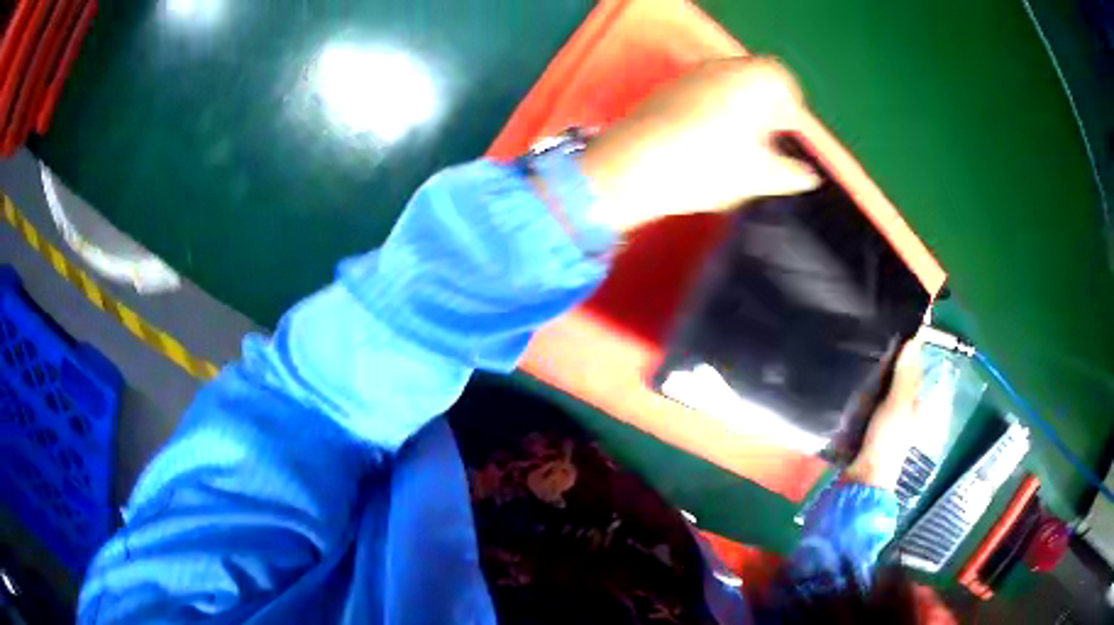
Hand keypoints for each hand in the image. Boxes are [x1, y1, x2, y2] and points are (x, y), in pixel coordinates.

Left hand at [579, 57, 821, 231]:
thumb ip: (790, 174)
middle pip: (753, 78)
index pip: (782, 79)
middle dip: (765, 105)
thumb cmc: (707, 167)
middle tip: (766, 137)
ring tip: (737, 144)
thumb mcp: (758, 176)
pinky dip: (712, 109)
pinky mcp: (666, 89)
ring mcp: (691, 75)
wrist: (635, 165)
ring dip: (739, 107)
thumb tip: (808, 177)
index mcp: (752, 80)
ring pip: (726, 84)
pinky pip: (701, 92)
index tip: (788, 128)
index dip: (790, 104)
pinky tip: (705, 141)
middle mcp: (722, 68)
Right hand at [845, 333, 924, 489]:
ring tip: (856, 348)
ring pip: (880, 384)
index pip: (913, 366)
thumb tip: (913, 337)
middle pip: (896, 374)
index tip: (891, 323)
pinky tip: (849, 375)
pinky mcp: (867, 422)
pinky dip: (861, 385)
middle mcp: (903, 406)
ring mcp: (884, 415)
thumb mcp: (898, 406)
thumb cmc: (887, 441)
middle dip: (887, 356)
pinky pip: (866, 396)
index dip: (906, 345)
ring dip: (872, 370)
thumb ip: (905, 376)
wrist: (861, 478)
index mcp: (915, 401)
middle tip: (869, 332)